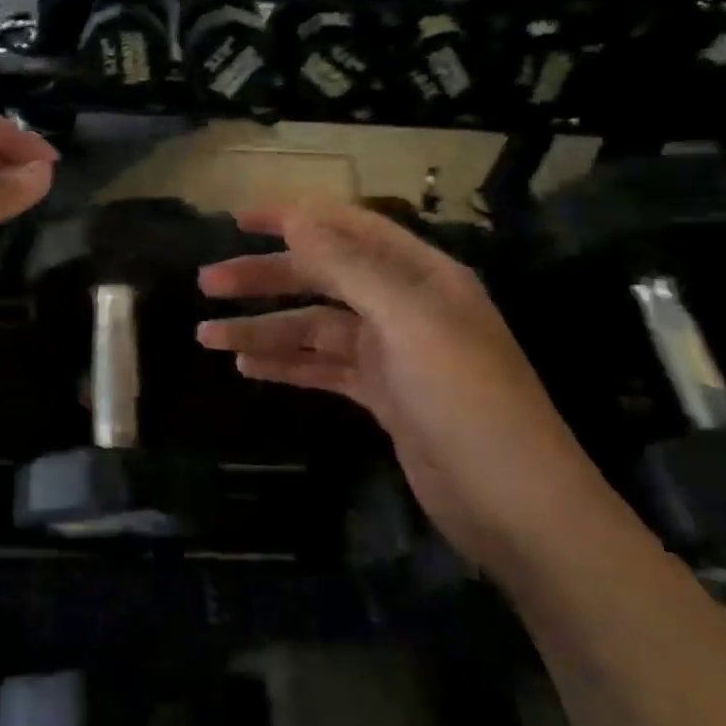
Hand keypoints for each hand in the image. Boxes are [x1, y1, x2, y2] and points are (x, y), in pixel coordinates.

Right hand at [196, 202, 600, 567]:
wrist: (517, 508)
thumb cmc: (467, 401)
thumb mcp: (409, 323)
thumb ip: (351, 268)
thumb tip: (298, 219)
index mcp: (421, 275)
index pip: (348, 228)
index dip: (294, 218)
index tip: (239, 220)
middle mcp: (405, 305)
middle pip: (323, 277)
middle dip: (265, 278)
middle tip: (207, 284)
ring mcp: (393, 353)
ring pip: (315, 327)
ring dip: (264, 328)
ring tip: (208, 336)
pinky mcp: (382, 396)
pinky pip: (323, 369)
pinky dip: (286, 364)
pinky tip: (247, 367)